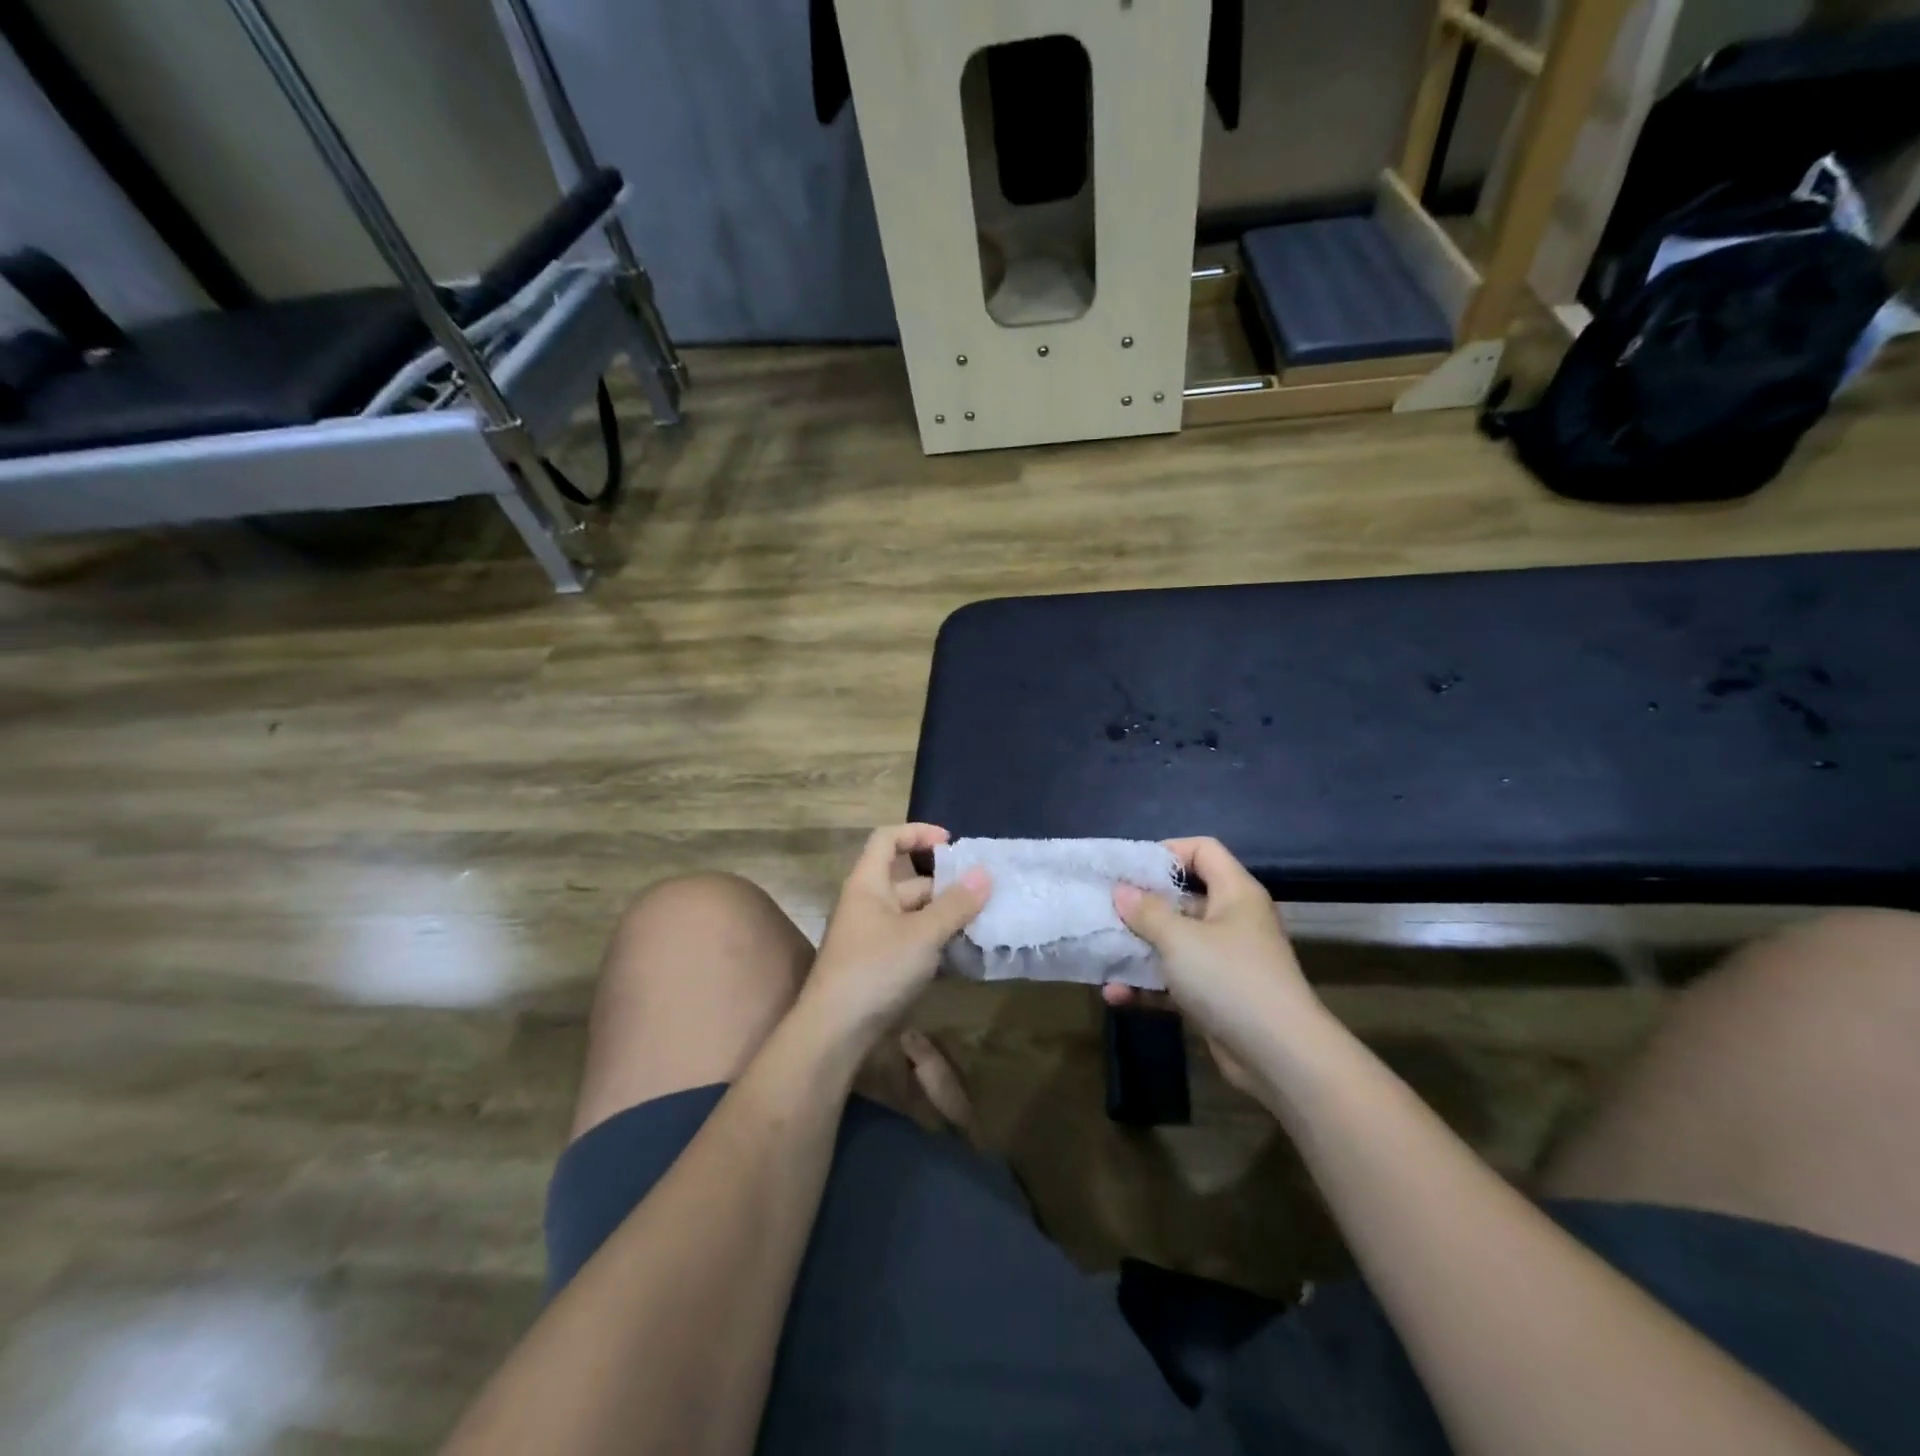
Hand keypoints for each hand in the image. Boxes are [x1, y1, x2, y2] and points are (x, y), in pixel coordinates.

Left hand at [798, 824, 990, 1049]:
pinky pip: (909, 940)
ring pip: (912, 914)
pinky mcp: (876, 964)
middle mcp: (866, 903)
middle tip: (982, 895)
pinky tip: (959, 955)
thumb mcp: (922, 934)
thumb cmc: (875, 969)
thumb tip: (985, 874)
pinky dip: (933, 942)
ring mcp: (870, 936)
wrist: (833, 1032)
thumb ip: (955, 904)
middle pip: (907, 880)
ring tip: (979, 924)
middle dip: (944, 886)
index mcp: (868, 884)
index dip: (918, 833)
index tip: (951, 843)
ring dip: (943, 916)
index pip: (887, 839)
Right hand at [1110, 838, 1330, 1092]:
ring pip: (1175, 943)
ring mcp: (1225, 961)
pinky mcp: (1216, 997)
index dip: (1168, 852)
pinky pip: (1176, 981)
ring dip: (1139, 949)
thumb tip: (1121, 891)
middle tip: (1104, 909)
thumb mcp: (1180, 938)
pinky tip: (1115, 994)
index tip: (1129, 869)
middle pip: (1183, 898)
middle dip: (1142, 905)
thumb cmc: (1230, 978)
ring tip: (1101, 951)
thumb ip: (1147, 912)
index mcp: (1234, 893)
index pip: (1203, 850)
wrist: (1280, 1057)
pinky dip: (1149, 986)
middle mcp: (1232, 921)